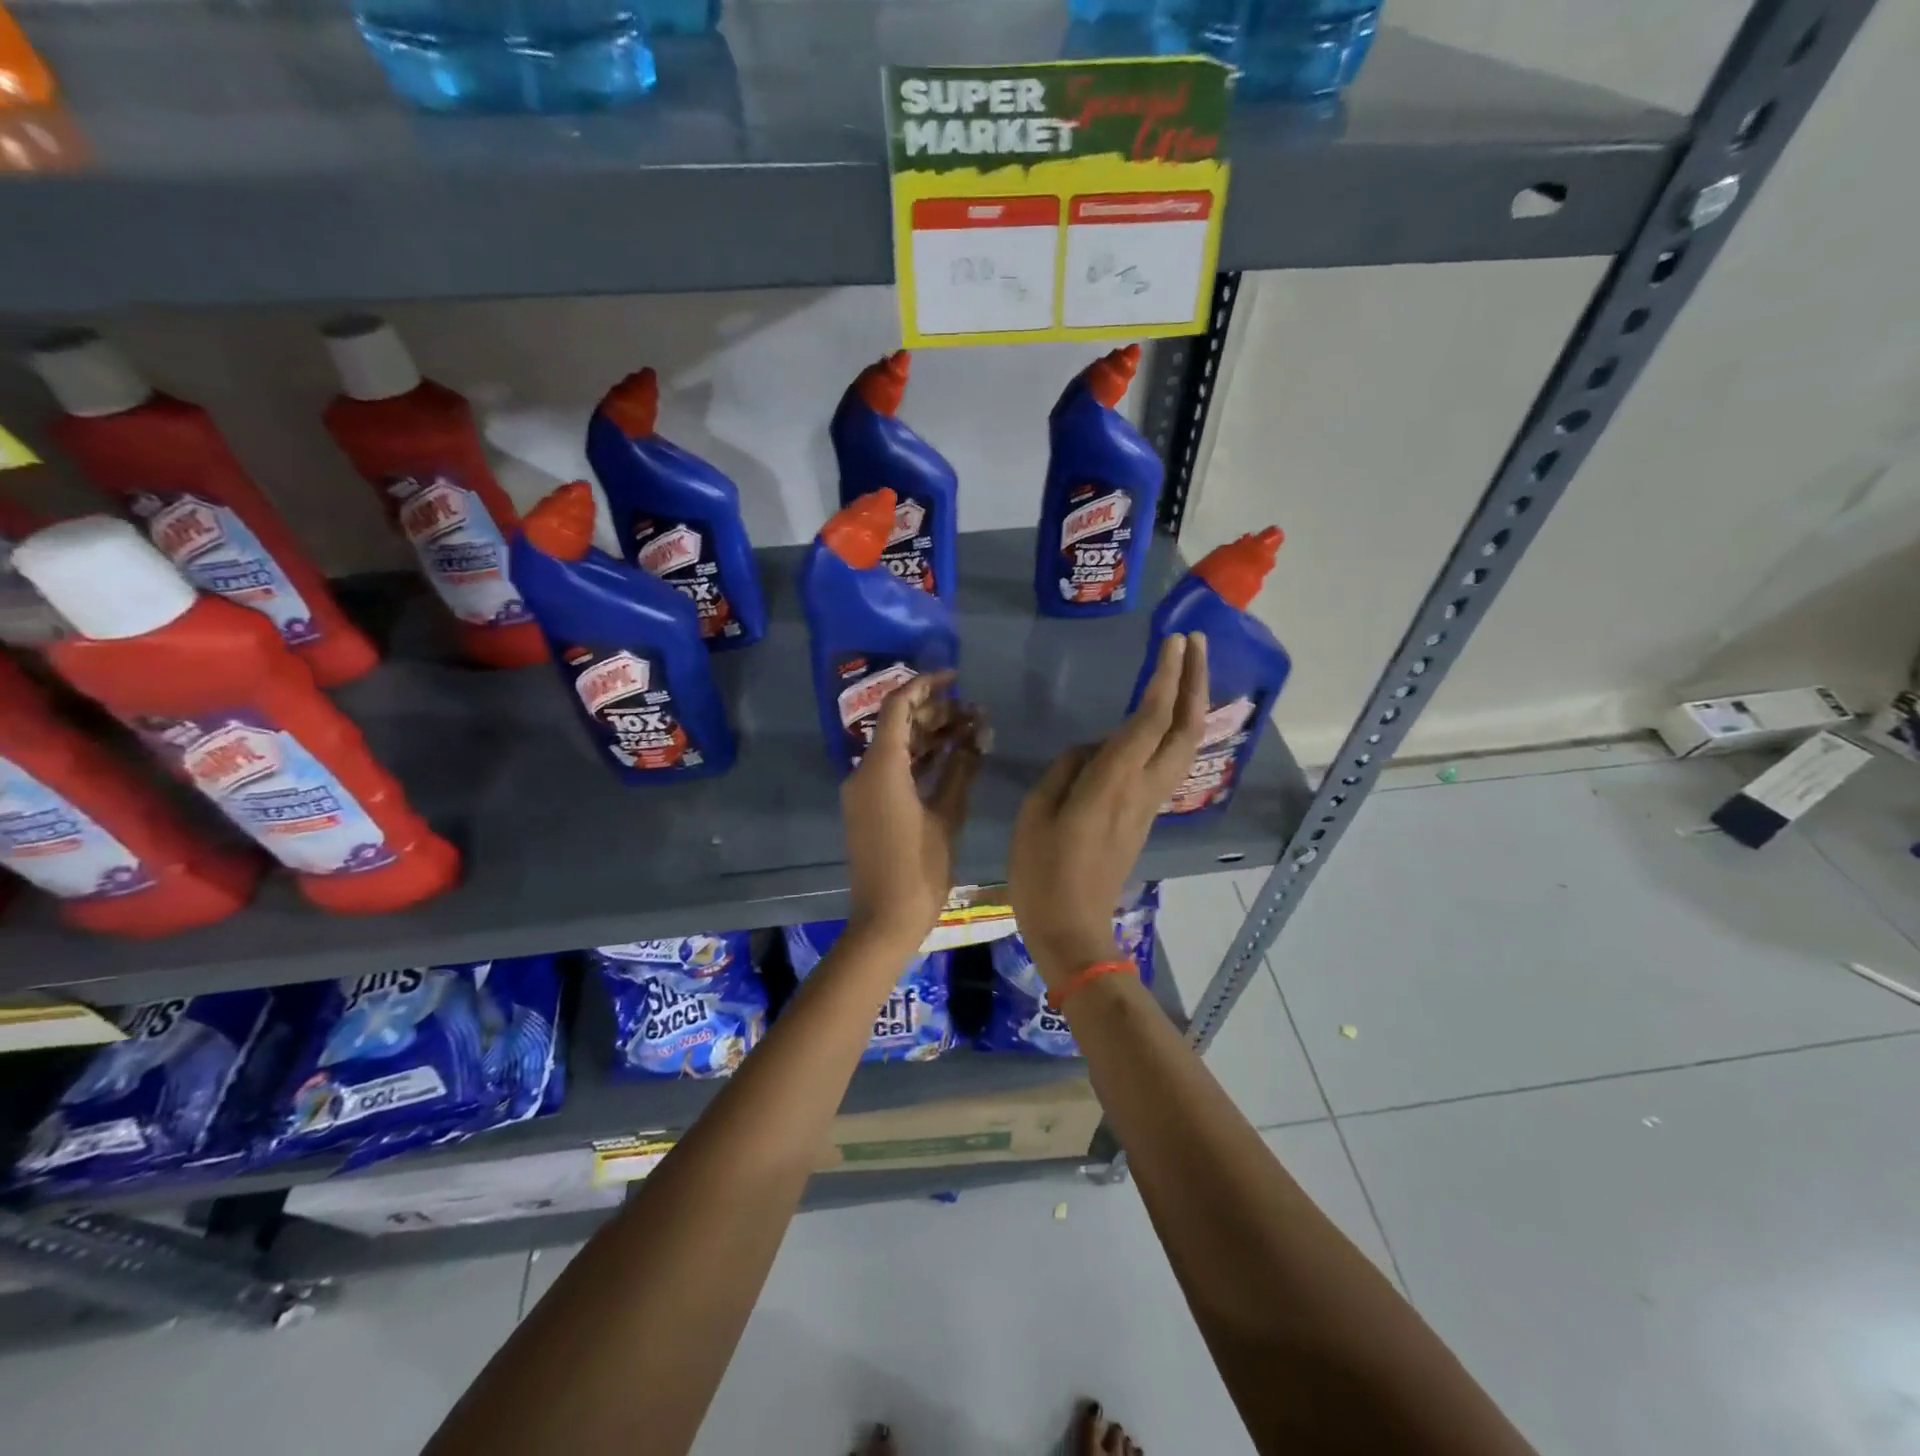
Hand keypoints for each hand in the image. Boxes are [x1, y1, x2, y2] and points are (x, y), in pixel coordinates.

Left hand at [842, 670, 985, 952]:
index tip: (956, 678)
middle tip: (976, 713)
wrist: (884, 920)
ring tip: (973, 731)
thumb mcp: (946, 817)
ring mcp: (865, 791)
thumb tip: (978, 735)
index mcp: (880, 768)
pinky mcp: (870, 807)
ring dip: (932, 736)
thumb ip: (961, 770)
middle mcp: (865, 772)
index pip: (897, 707)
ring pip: (898, 748)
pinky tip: (954, 756)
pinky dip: (921, 761)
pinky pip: (895, 771)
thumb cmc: (918, 870)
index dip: (925, 686)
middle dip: (937, 713)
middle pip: (899, 725)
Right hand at [1008, 632, 1208, 988]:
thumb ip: (1065, 771)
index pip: (1150, 720)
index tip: (1173, 642)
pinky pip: (1169, 762)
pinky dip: (1176, 729)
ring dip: (1191, 703)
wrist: (1073, 930)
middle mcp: (1142, 788)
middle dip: (1195, 681)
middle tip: (1195, 643)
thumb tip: (1091, 752)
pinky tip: (1163, 717)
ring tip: (1187, 668)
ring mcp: (1149, 804)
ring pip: (1184, 745)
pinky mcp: (1144, 816)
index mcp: (1112, 783)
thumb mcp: (1036, 814)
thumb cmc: (1042, 873)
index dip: (1166, 678)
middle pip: (1184, 728)